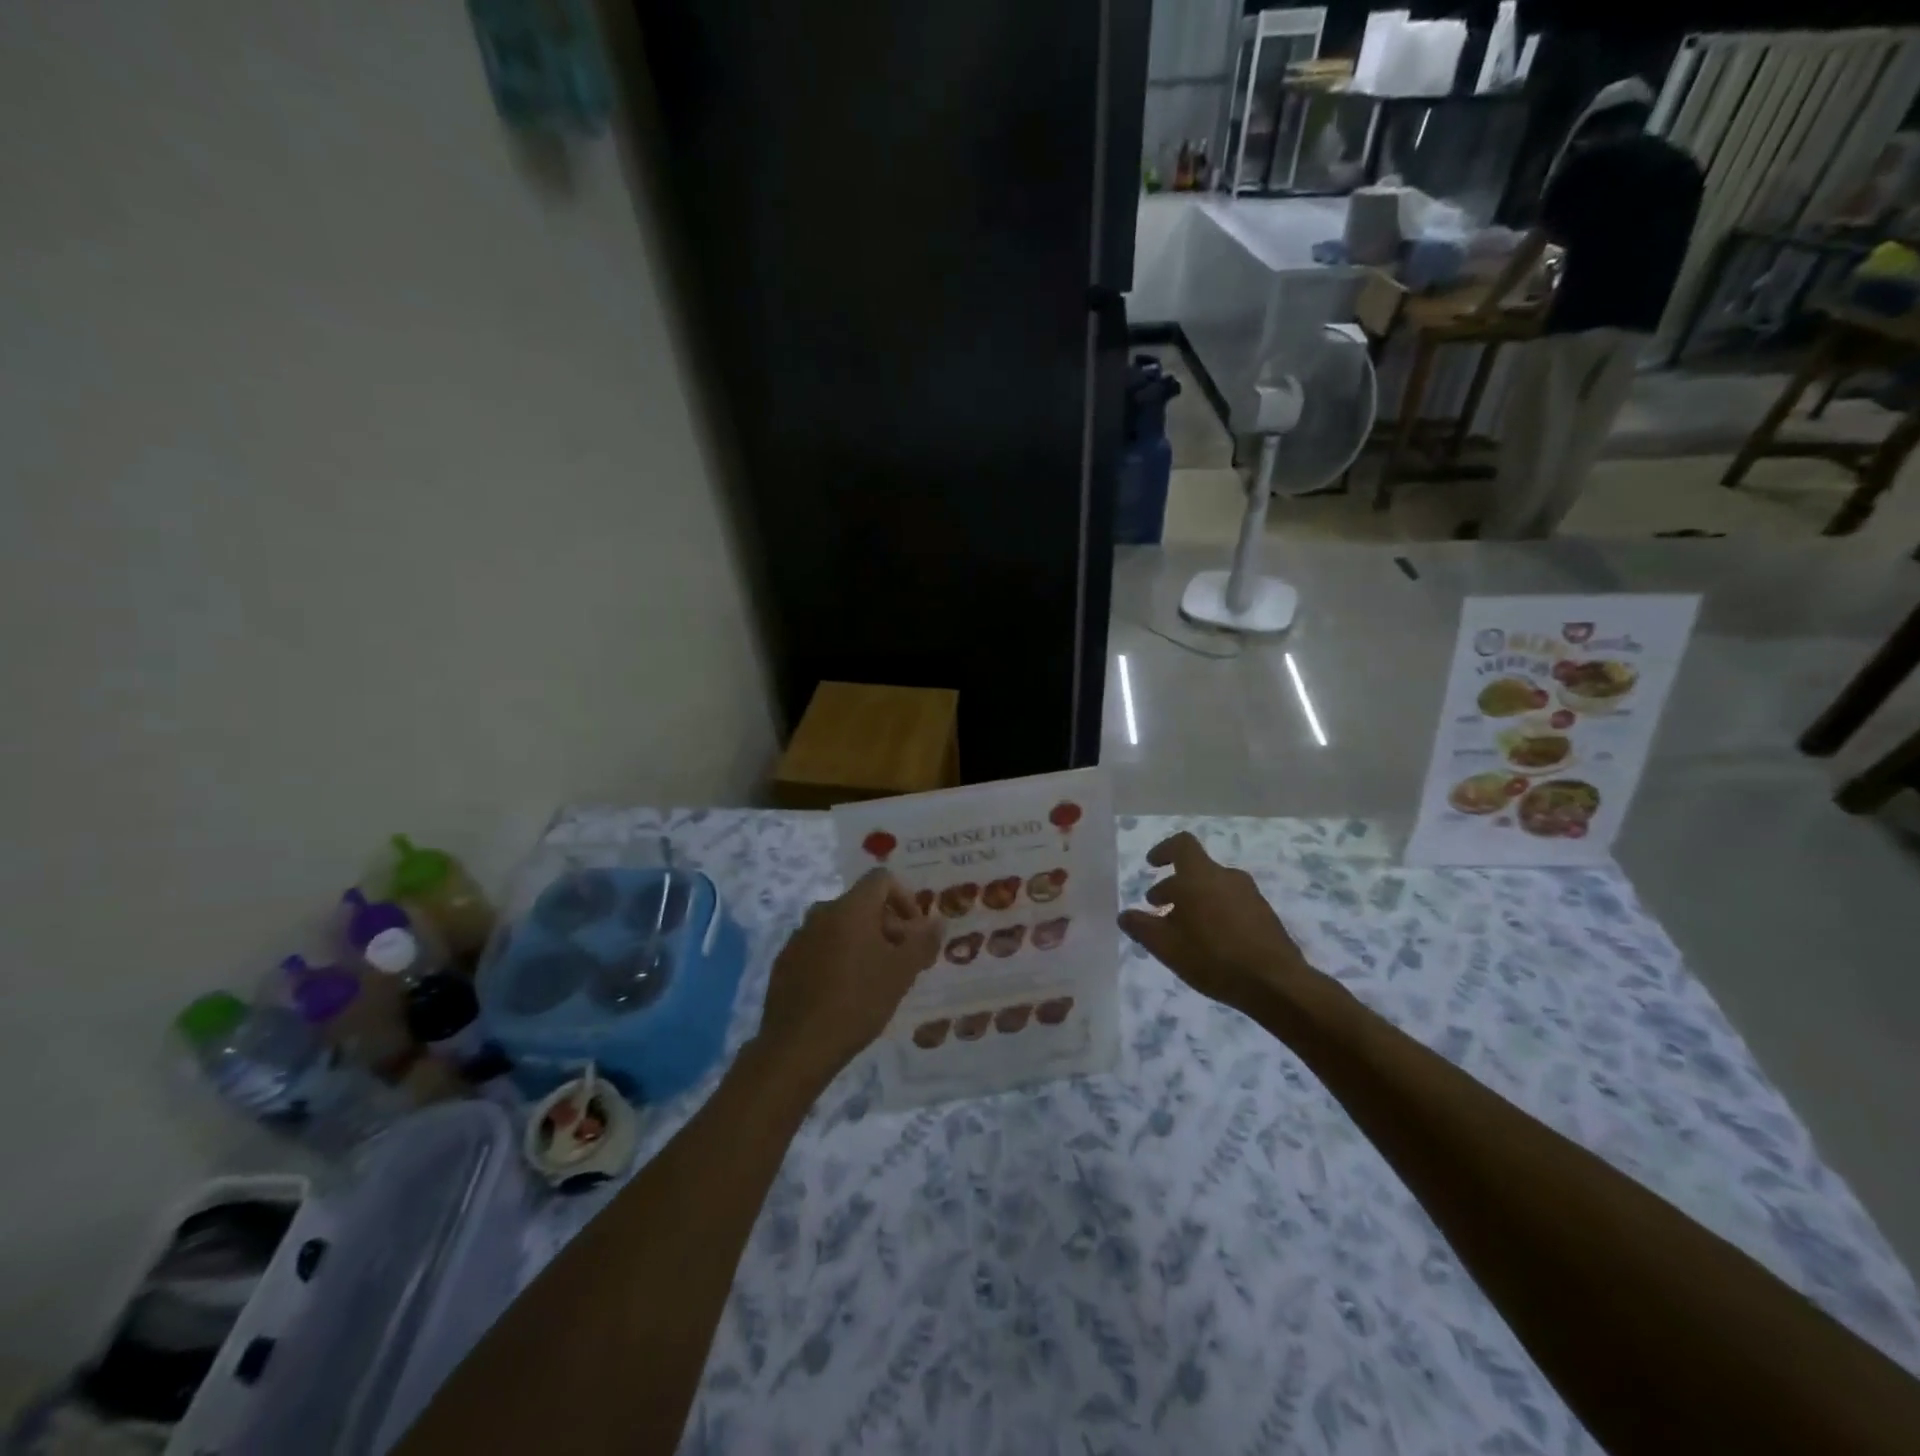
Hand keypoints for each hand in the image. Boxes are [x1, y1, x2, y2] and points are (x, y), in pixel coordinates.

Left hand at [757, 870, 941, 1085]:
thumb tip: (937, 921)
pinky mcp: (785, 961)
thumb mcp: (901, 973)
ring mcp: (799, 936)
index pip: (881, 880)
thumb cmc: (857, 1002)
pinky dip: (837, 957)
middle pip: (862, 904)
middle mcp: (822, 912)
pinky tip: (843, 991)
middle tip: (901, 960)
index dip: (905, 898)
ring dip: (862, 942)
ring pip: (840, 926)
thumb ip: (923, 942)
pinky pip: (819, 946)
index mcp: (851, 908)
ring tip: (874, 978)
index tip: (914, 932)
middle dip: (887, 925)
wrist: (797, 1046)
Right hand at [1119, 831, 1315, 1016]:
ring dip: (1194, 901)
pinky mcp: (1265, 914)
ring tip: (1183, 931)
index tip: (1152, 865)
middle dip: (1174, 887)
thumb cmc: (1213, 957)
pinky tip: (1210, 943)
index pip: (1181, 845)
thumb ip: (1142, 927)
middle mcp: (1226, 877)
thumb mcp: (1166, 947)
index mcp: (1200, 876)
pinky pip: (1231, 903)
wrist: (1276, 983)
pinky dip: (1215, 913)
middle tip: (1158, 909)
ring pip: (1213, 888)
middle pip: (1195, 870)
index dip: (1164, 850)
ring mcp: (1250, 895)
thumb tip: (1124, 916)